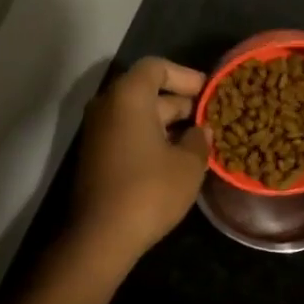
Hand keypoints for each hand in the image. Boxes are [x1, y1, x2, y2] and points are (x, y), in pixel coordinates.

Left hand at [70, 57, 211, 264]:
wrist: (101, 236)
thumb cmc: (149, 191)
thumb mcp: (188, 165)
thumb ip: (198, 140)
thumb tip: (200, 131)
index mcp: (128, 96)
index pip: (157, 67)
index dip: (185, 76)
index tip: (208, 92)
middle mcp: (107, 105)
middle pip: (146, 90)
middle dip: (179, 101)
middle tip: (209, 117)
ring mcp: (97, 131)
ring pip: (136, 114)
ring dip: (166, 122)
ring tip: (197, 139)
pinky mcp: (95, 155)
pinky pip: (126, 132)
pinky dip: (150, 137)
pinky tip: (174, 157)